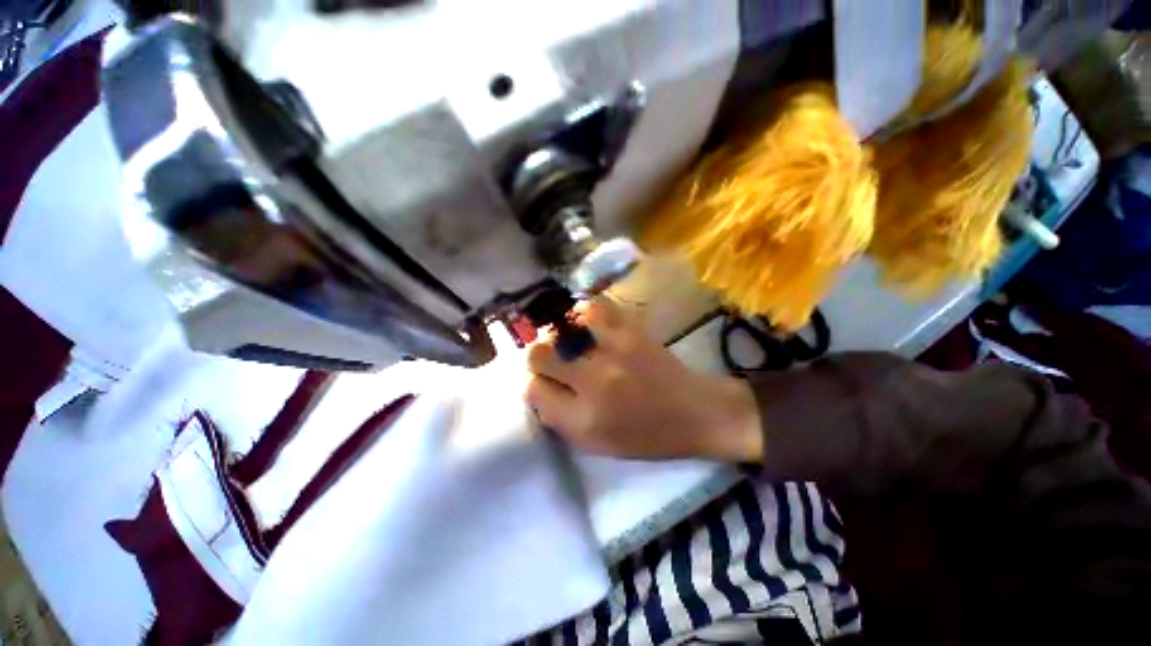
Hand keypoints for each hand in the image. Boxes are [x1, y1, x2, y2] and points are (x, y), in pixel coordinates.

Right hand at [525, 298, 762, 461]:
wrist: (695, 412)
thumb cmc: (647, 436)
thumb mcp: (598, 445)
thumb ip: (560, 420)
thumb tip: (538, 390)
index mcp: (583, 418)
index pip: (533, 390)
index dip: (534, 384)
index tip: (545, 383)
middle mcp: (592, 382)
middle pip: (538, 355)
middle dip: (539, 358)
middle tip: (553, 361)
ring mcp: (612, 351)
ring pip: (561, 328)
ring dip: (559, 334)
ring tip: (569, 340)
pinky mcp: (631, 331)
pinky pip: (595, 308)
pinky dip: (585, 312)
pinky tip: (586, 321)